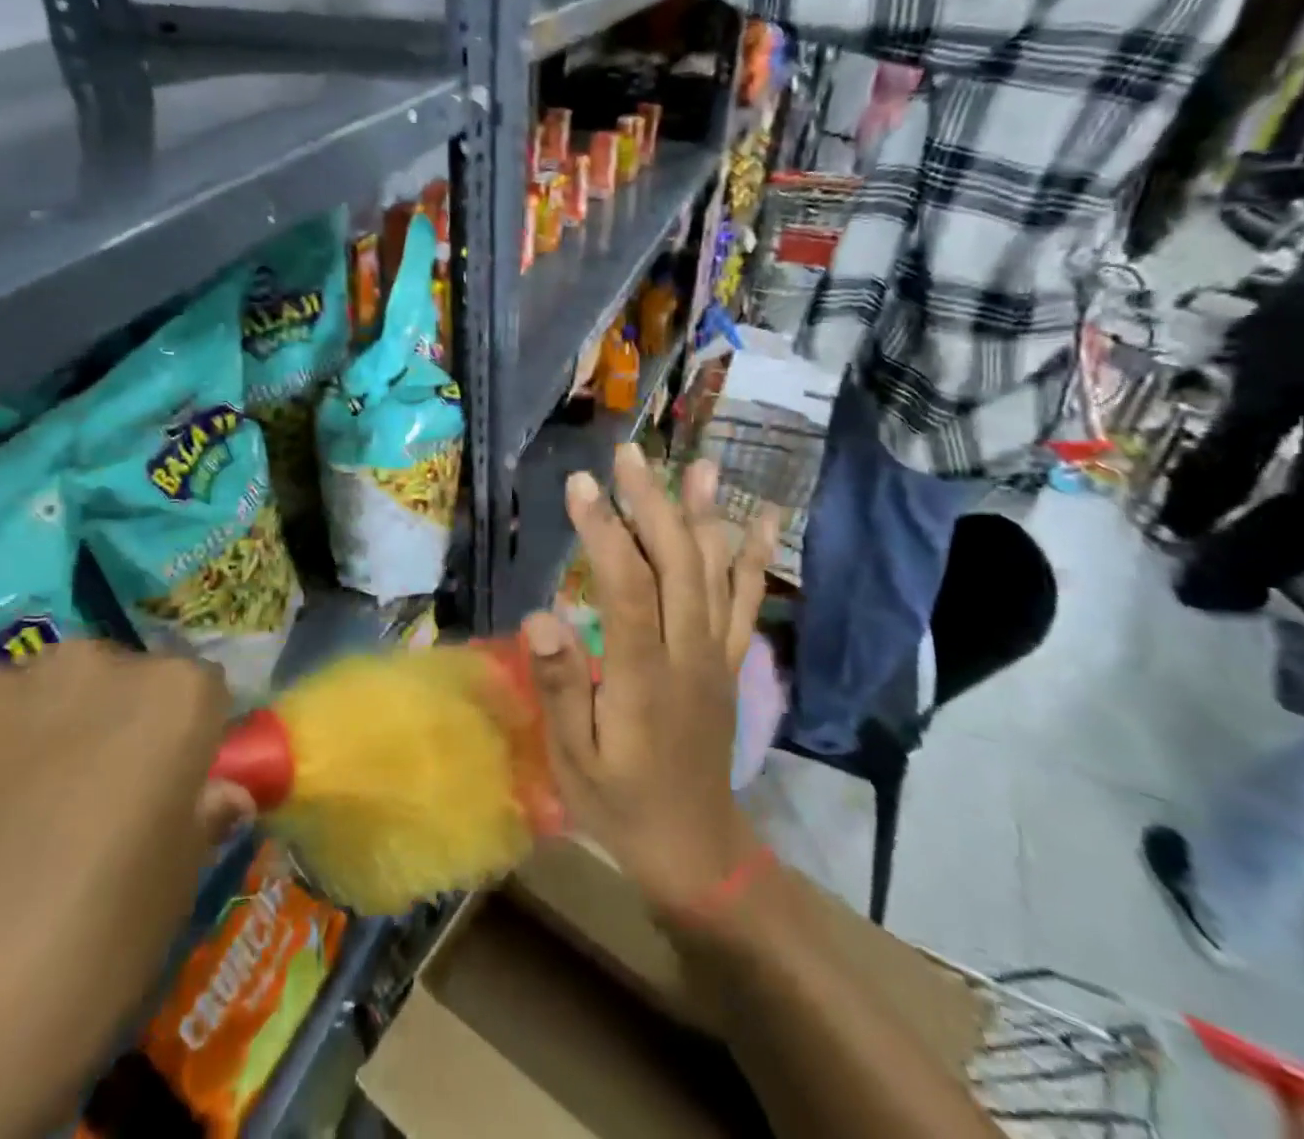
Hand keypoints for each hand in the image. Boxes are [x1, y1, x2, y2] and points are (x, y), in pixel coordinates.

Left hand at [0, 645, 250, 1138]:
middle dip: (92, 729)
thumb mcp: (162, 909)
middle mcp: (87, 662)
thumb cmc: (64, 979)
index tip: (149, 795)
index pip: (195, 692)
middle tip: (57, 816)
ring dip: (6, 743)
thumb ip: (197, 825)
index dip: (174, 744)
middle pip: (104, 680)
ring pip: (12, 698)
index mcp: (172, 698)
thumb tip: (220, 795)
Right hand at [524, 445, 778, 915]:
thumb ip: (562, 687)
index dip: (603, 530)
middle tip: (628, 455)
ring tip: (698, 465)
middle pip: (675, 563)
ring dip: (704, 515)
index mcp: (643, 674)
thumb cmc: (620, 802)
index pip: (625, 586)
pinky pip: (747, 603)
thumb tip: (540, 616)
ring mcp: (717, 654)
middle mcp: (688, 652)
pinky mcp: (731, 661)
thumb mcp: (574, 759)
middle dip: (651, 502)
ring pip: (714, 572)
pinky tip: (763, 521)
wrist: (696, 849)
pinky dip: (755, 558)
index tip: (579, 484)